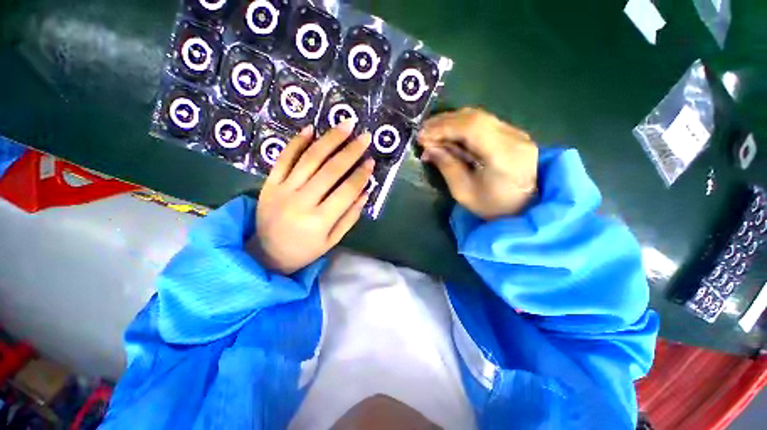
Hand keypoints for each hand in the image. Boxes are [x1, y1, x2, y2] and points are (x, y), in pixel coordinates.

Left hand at [247, 122, 373, 274]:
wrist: (266, 254)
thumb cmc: (305, 249)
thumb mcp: (333, 239)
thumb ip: (350, 216)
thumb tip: (365, 191)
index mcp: (319, 221)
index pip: (346, 191)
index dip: (360, 175)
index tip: (371, 161)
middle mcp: (301, 202)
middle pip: (330, 170)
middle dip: (350, 151)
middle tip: (364, 136)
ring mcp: (282, 190)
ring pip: (309, 159)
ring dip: (329, 140)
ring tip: (345, 125)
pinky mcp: (269, 184)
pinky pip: (283, 158)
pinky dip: (297, 142)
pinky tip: (311, 129)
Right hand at [418, 108, 537, 219]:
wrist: (525, 209)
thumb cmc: (492, 207)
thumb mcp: (463, 192)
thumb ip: (447, 166)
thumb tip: (428, 148)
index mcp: (504, 155)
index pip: (471, 128)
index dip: (443, 127)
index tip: (422, 136)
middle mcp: (514, 137)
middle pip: (475, 117)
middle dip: (444, 122)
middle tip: (423, 132)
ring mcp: (517, 133)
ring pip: (479, 116)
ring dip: (452, 122)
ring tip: (432, 132)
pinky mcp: (514, 134)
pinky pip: (484, 123)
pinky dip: (462, 126)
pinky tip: (449, 134)